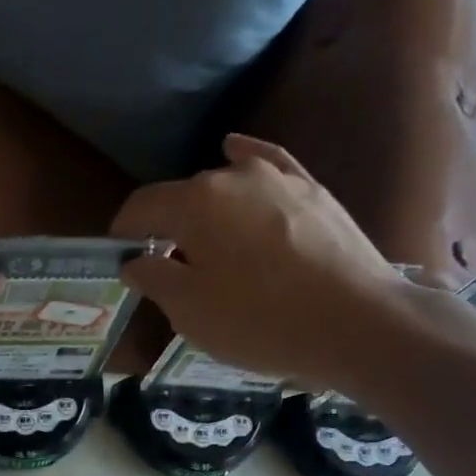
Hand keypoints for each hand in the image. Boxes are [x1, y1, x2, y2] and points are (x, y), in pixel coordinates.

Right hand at [110, 134, 409, 393]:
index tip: (120, 261)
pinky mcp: (312, 189)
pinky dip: (246, 163)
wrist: (354, 322)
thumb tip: (136, 261)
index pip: (141, 207)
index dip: (123, 234)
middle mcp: (232, 176)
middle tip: (168, 271)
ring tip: (205, 244)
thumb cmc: (259, 321)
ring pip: (224, 186)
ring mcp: (278, 178)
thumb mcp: (190, 313)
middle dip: (166, 228)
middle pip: (182, 197)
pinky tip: (236, 154)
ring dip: (204, 212)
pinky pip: (268, 166)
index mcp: (193, 204)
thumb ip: (154, 280)